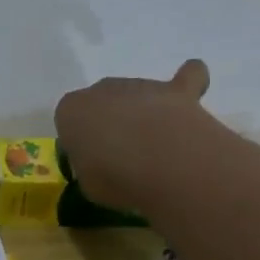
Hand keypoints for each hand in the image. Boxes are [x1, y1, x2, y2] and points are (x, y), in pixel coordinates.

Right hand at [54, 59, 212, 210]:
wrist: (161, 162)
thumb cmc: (113, 176)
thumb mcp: (87, 183)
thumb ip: (90, 167)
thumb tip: (104, 165)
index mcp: (70, 110)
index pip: (68, 120)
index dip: (79, 141)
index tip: (90, 161)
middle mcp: (101, 89)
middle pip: (102, 103)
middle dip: (110, 122)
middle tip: (121, 155)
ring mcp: (140, 85)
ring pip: (137, 95)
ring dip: (142, 113)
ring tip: (156, 146)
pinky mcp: (176, 90)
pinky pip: (187, 77)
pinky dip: (189, 81)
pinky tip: (190, 95)